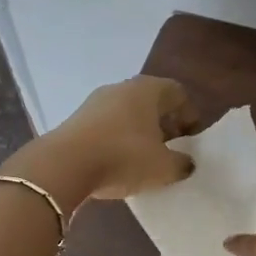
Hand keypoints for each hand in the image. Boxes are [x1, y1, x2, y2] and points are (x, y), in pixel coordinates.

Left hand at [5, 76, 198, 208]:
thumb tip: (185, 162)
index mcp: (147, 89)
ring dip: (139, 132)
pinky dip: (117, 139)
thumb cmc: (124, 158)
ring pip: (127, 113)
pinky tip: (118, 162)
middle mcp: (121, 88)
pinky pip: (107, 125)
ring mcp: (95, 101)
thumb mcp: (164, 168)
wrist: (64, 165)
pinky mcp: (76, 119)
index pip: (178, 93)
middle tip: (170, 149)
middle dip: (164, 124)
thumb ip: (182, 164)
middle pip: (151, 101)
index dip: (189, 115)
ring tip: (144, 159)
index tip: (190, 140)